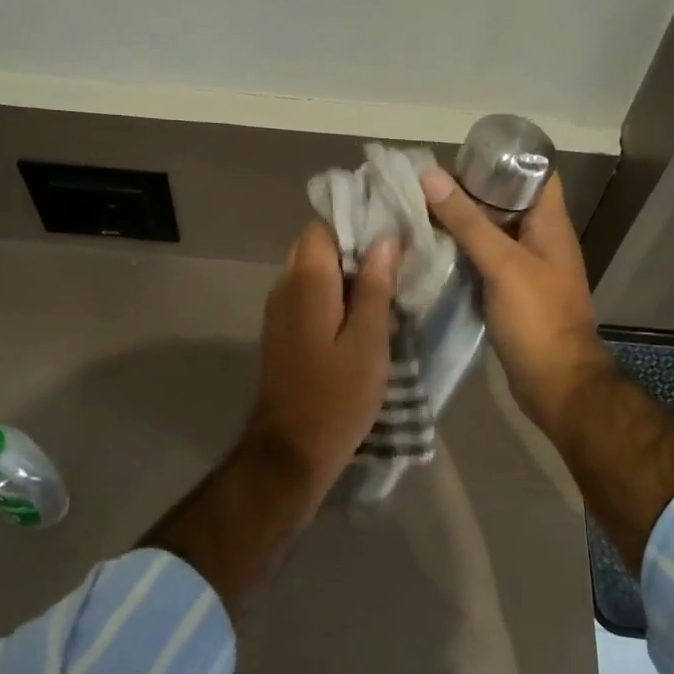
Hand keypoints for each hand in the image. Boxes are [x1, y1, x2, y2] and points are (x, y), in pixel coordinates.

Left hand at [247, 224, 397, 503]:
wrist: (293, 448)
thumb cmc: (338, 396)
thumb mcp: (369, 341)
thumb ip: (375, 286)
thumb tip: (385, 237)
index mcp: (306, 282)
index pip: (322, 227)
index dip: (356, 225)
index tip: (391, 233)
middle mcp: (284, 288)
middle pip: (316, 249)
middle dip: (353, 250)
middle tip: (394, 264)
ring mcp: (279, 312)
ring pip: (312, 274)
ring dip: (345, 276)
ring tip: (385, 288)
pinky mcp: (282, 334)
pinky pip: (307, 298)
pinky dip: (333, 298)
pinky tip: (362, 317)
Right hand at [420, 168, 611, 438]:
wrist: (555, 383)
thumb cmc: (537, 318)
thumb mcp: (503, 264)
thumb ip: (468, 222)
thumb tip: (431, 175)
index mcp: (549, 224)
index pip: (533, 173)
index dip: (502, 158)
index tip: (460, 156)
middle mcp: (539, 240)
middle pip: (505, 203)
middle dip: (468, 191)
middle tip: (424, 185)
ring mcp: (524, 269)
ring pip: (490, 234)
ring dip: (460, 224)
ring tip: (418, 212)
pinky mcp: (509, 294)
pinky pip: (482, 263)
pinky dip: (460, 254)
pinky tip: (429, 251)